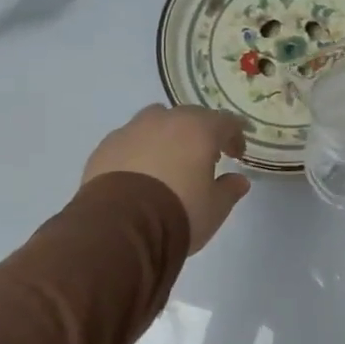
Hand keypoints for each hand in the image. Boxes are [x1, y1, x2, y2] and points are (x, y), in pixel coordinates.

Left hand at [83, 105, 251, 252]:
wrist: (120, 226)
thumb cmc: (179, 213)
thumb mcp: (215, 208)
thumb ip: (229, 190)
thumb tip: (239, 180)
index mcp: (198, 129)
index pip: (226, 122)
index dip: (235, 136)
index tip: (237, 155)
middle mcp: (165, 120)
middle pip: (189, 117)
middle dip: (200, 133)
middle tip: (204, 157)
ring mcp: (131, 130)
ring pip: (155, 122)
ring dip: (167, 137)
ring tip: (169, 162)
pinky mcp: (105, 146)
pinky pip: (130, 141)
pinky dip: (139, 151)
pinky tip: (139, 174)